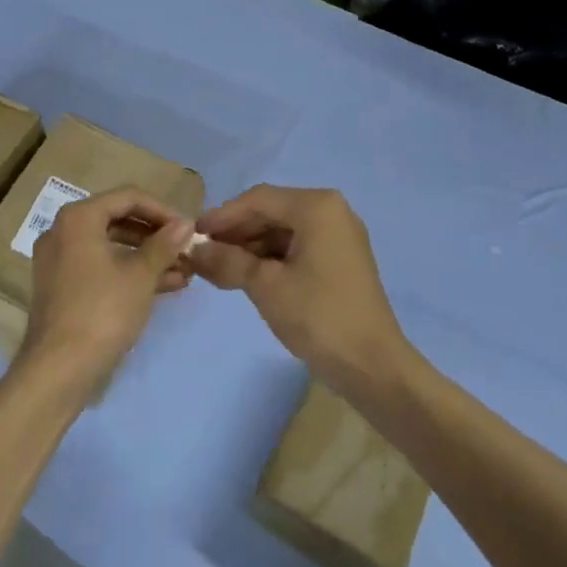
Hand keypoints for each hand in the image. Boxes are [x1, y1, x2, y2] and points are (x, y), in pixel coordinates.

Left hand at [22, 187, 194, 393]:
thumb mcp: (140, 275)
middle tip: (187, 250)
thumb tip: (186, 223)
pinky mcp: (63, 287)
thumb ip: (164, 244)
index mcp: (78, 218)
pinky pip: (101, 267)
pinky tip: (165, 286)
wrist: (59, 369)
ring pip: (111, 246)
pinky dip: (129, 272)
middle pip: (118, 220)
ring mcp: (60, 260)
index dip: (162, 210)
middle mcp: (63, 231)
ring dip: (147, 256)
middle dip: (156, 236)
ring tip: (184, 271)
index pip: (128, 197)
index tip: (188, 229)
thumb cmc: (103, 311)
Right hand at [189, 186, 404, 396]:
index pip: (258, 200)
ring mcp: (339, 236)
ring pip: (282, 231)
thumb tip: (194, 249)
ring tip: (219, 269)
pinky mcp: (341, 260)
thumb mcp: (265, 285)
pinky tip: (246, 276)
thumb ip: (227, 260)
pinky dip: (271, 259)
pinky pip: (297, 247)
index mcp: (316, 207)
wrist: (373, 367)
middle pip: (271, 212)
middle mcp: (331, 211)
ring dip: (250, 247)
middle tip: (203, 254)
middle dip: (236, 233)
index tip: (193, 235)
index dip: (222, 216)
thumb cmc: (318, 316)